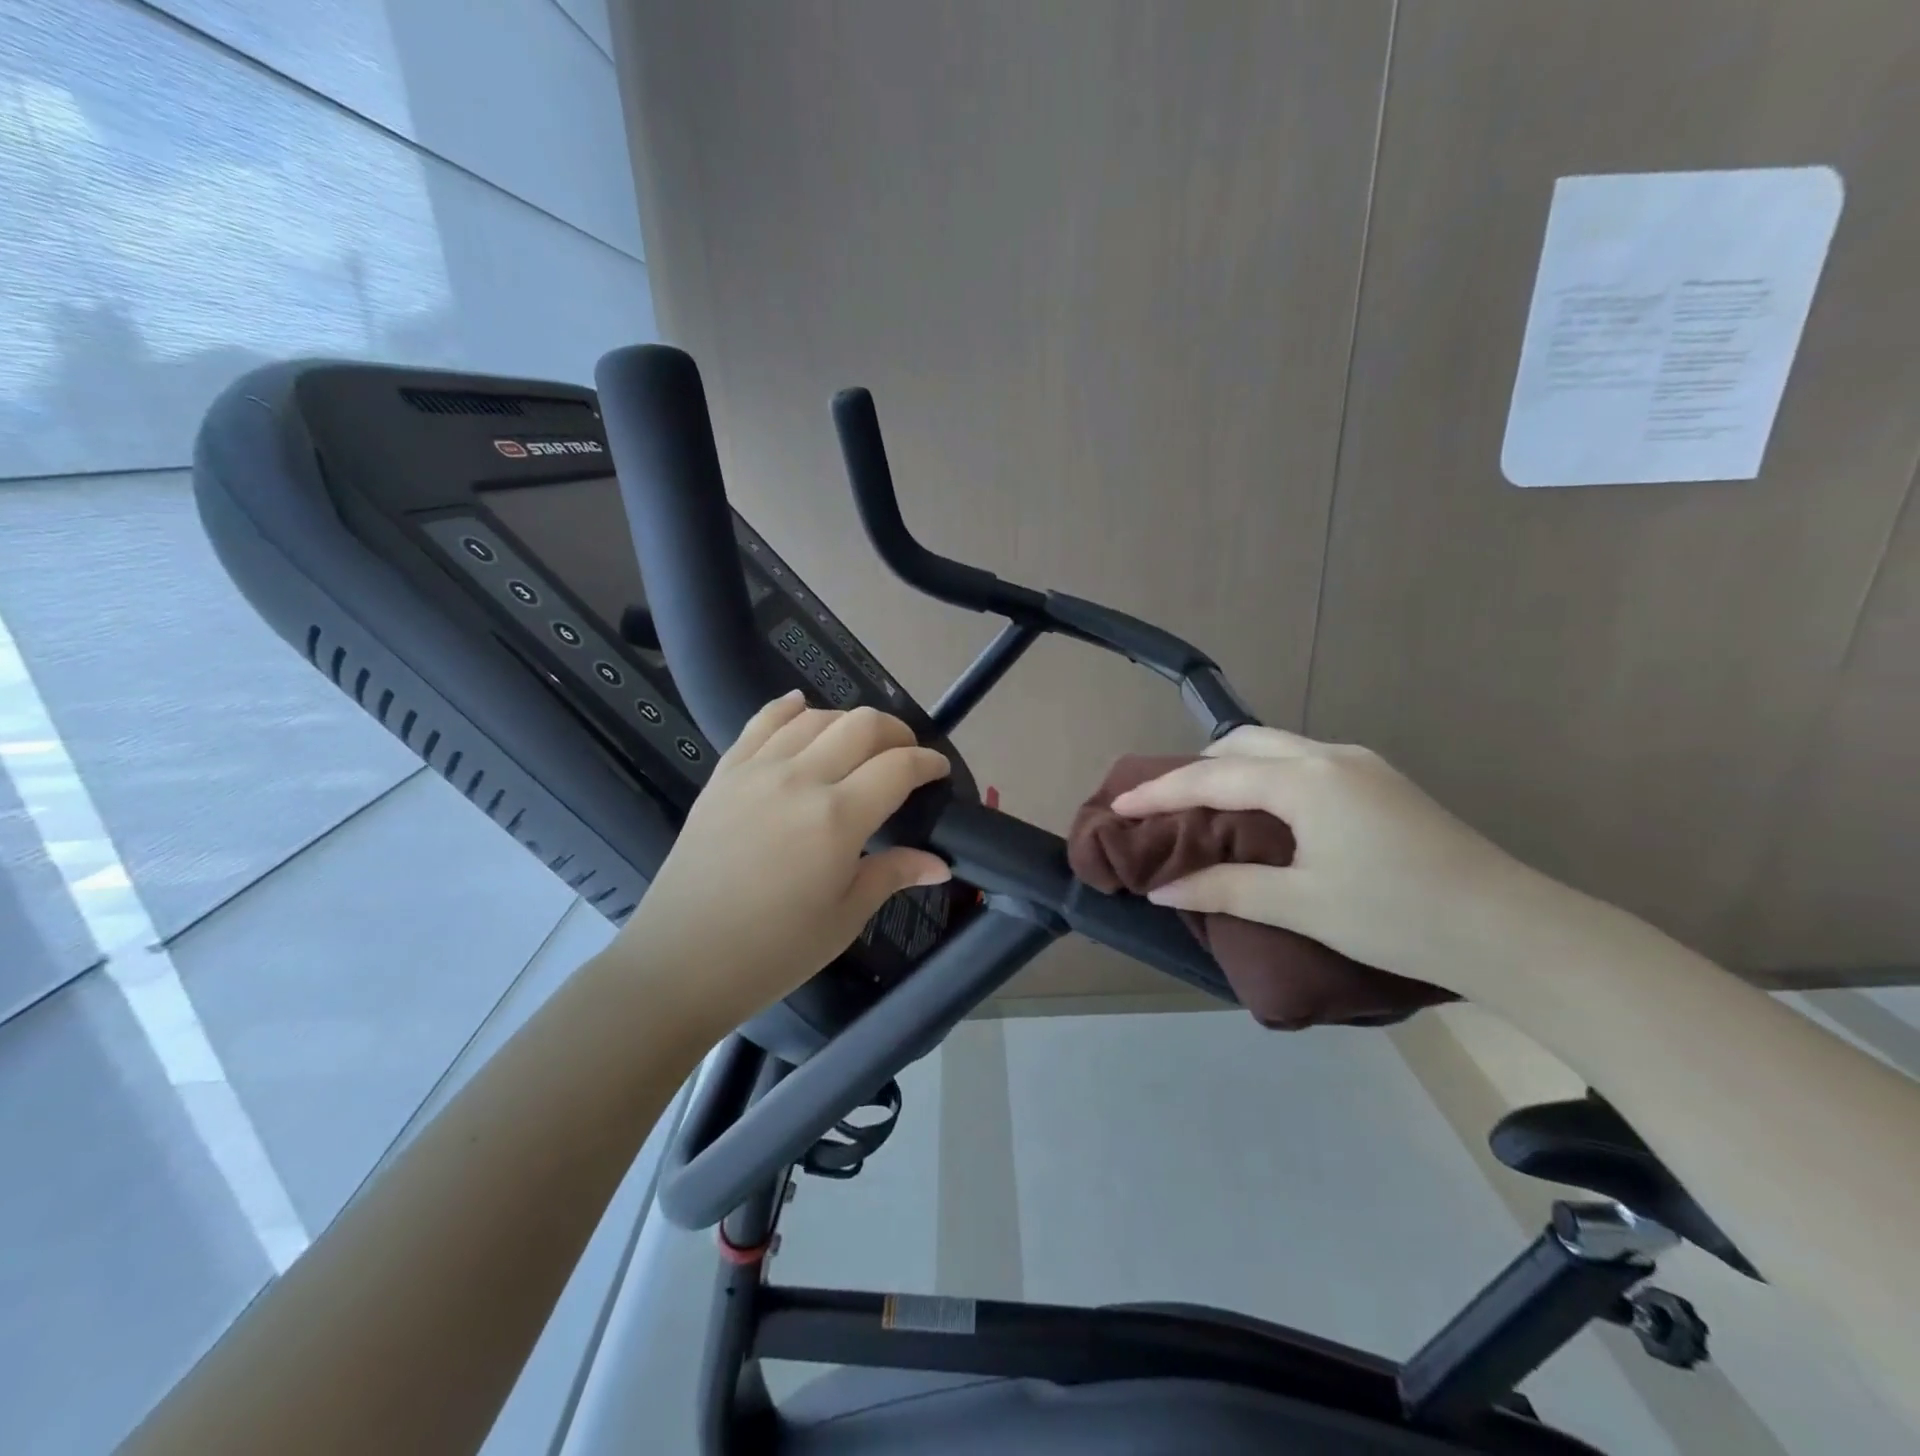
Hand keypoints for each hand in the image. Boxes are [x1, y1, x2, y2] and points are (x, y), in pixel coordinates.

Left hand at [612, 693, 951, 1031]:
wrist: (682, 961)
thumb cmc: (773, 951)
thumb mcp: (844, 918)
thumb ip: (893, 875)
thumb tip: (940, 864)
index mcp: (837, 818)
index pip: (898, 767)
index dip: (928, 763)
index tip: (938, 771)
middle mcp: (800, 779)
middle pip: (862, 726)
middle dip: (896, 733)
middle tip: (905, 755)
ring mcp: (757, 770)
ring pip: (815, 717)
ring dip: (849, 722)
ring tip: (859, 745)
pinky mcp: (725, 774)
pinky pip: (761, 722)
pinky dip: (789, 708)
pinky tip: (802, 707)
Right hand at [1109, 725, 1569, 997]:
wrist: (1512, 930)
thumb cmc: (1397, 915)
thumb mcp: (1302, 904)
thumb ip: (1226, 889)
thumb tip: (1163, 889)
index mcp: (1306, 780)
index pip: (1212, 777)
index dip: (1160, 793)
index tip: (1118, 805)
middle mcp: (1331, 757)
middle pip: (1244, 743)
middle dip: (1197, 767)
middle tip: (1165, 803)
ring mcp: (1362, 766)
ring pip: (1278, 748)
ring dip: (1235, 768)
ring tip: (1208, 806)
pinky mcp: (1382, 783)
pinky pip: (1305, 764)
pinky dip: (1268, 777)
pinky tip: (1267, 812)